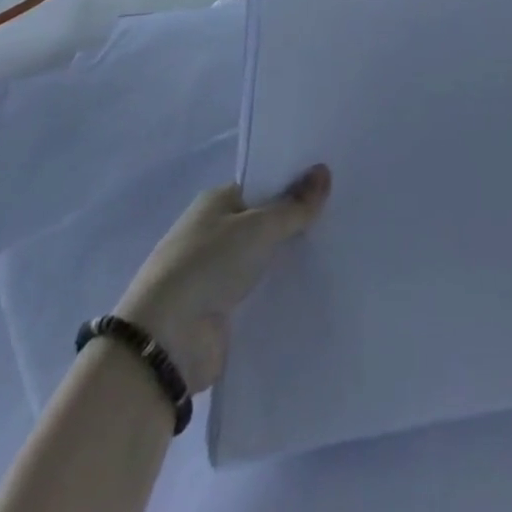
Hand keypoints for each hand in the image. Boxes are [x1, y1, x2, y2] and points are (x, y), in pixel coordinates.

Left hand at [115, 164, 330, 393]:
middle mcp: (215, 233)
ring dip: (291, 259)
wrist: (166, 341)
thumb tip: (324, 170)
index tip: (333, 185)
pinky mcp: (224, 312)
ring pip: (265, 259)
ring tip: (340, 251)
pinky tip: (316, 287)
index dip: (294, 184)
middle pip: (265, 222)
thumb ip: (294, 205)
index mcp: (216, 202)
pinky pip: (261, 293)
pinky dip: (282, 290)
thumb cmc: (208, 265)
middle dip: (297, 222)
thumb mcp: (258, 227)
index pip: (263, 186)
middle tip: (345, 216)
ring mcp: (218, 274)